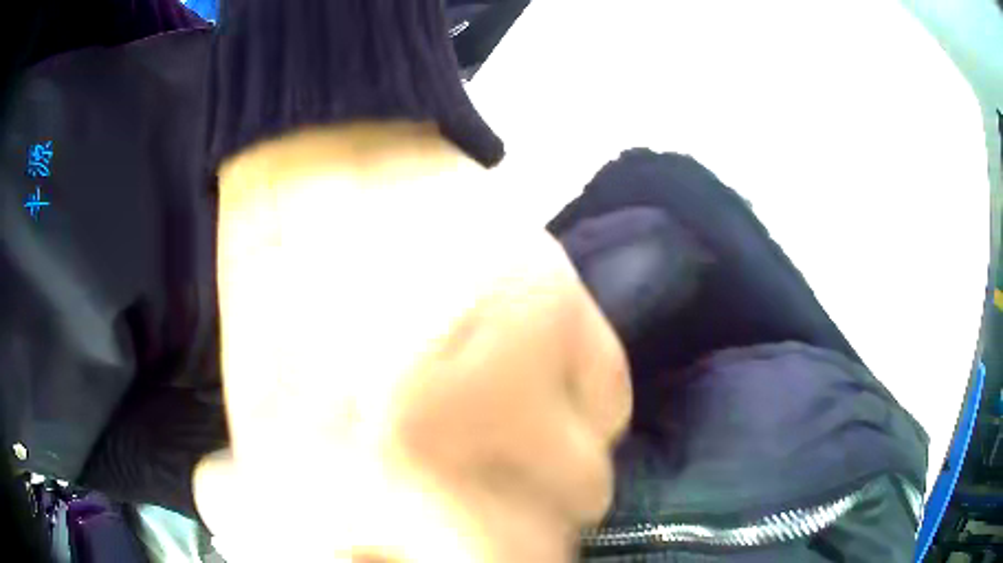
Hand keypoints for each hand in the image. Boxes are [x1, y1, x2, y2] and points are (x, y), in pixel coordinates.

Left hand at [194, 125, 631, 561]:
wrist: (321, 168)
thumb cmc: (280, 301)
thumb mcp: (269, 431)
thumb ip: (333, 518)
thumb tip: (393, 555)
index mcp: (339, 483)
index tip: (469, 555)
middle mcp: (431, 449)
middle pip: (541, 552)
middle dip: (522, 543)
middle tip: (494, 514)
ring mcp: (509, 375)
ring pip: (588, 487)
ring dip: (554, 479)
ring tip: (514, 437)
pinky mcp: (563, 310)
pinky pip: (612, 408)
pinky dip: (584, 411)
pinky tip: (539, 377)